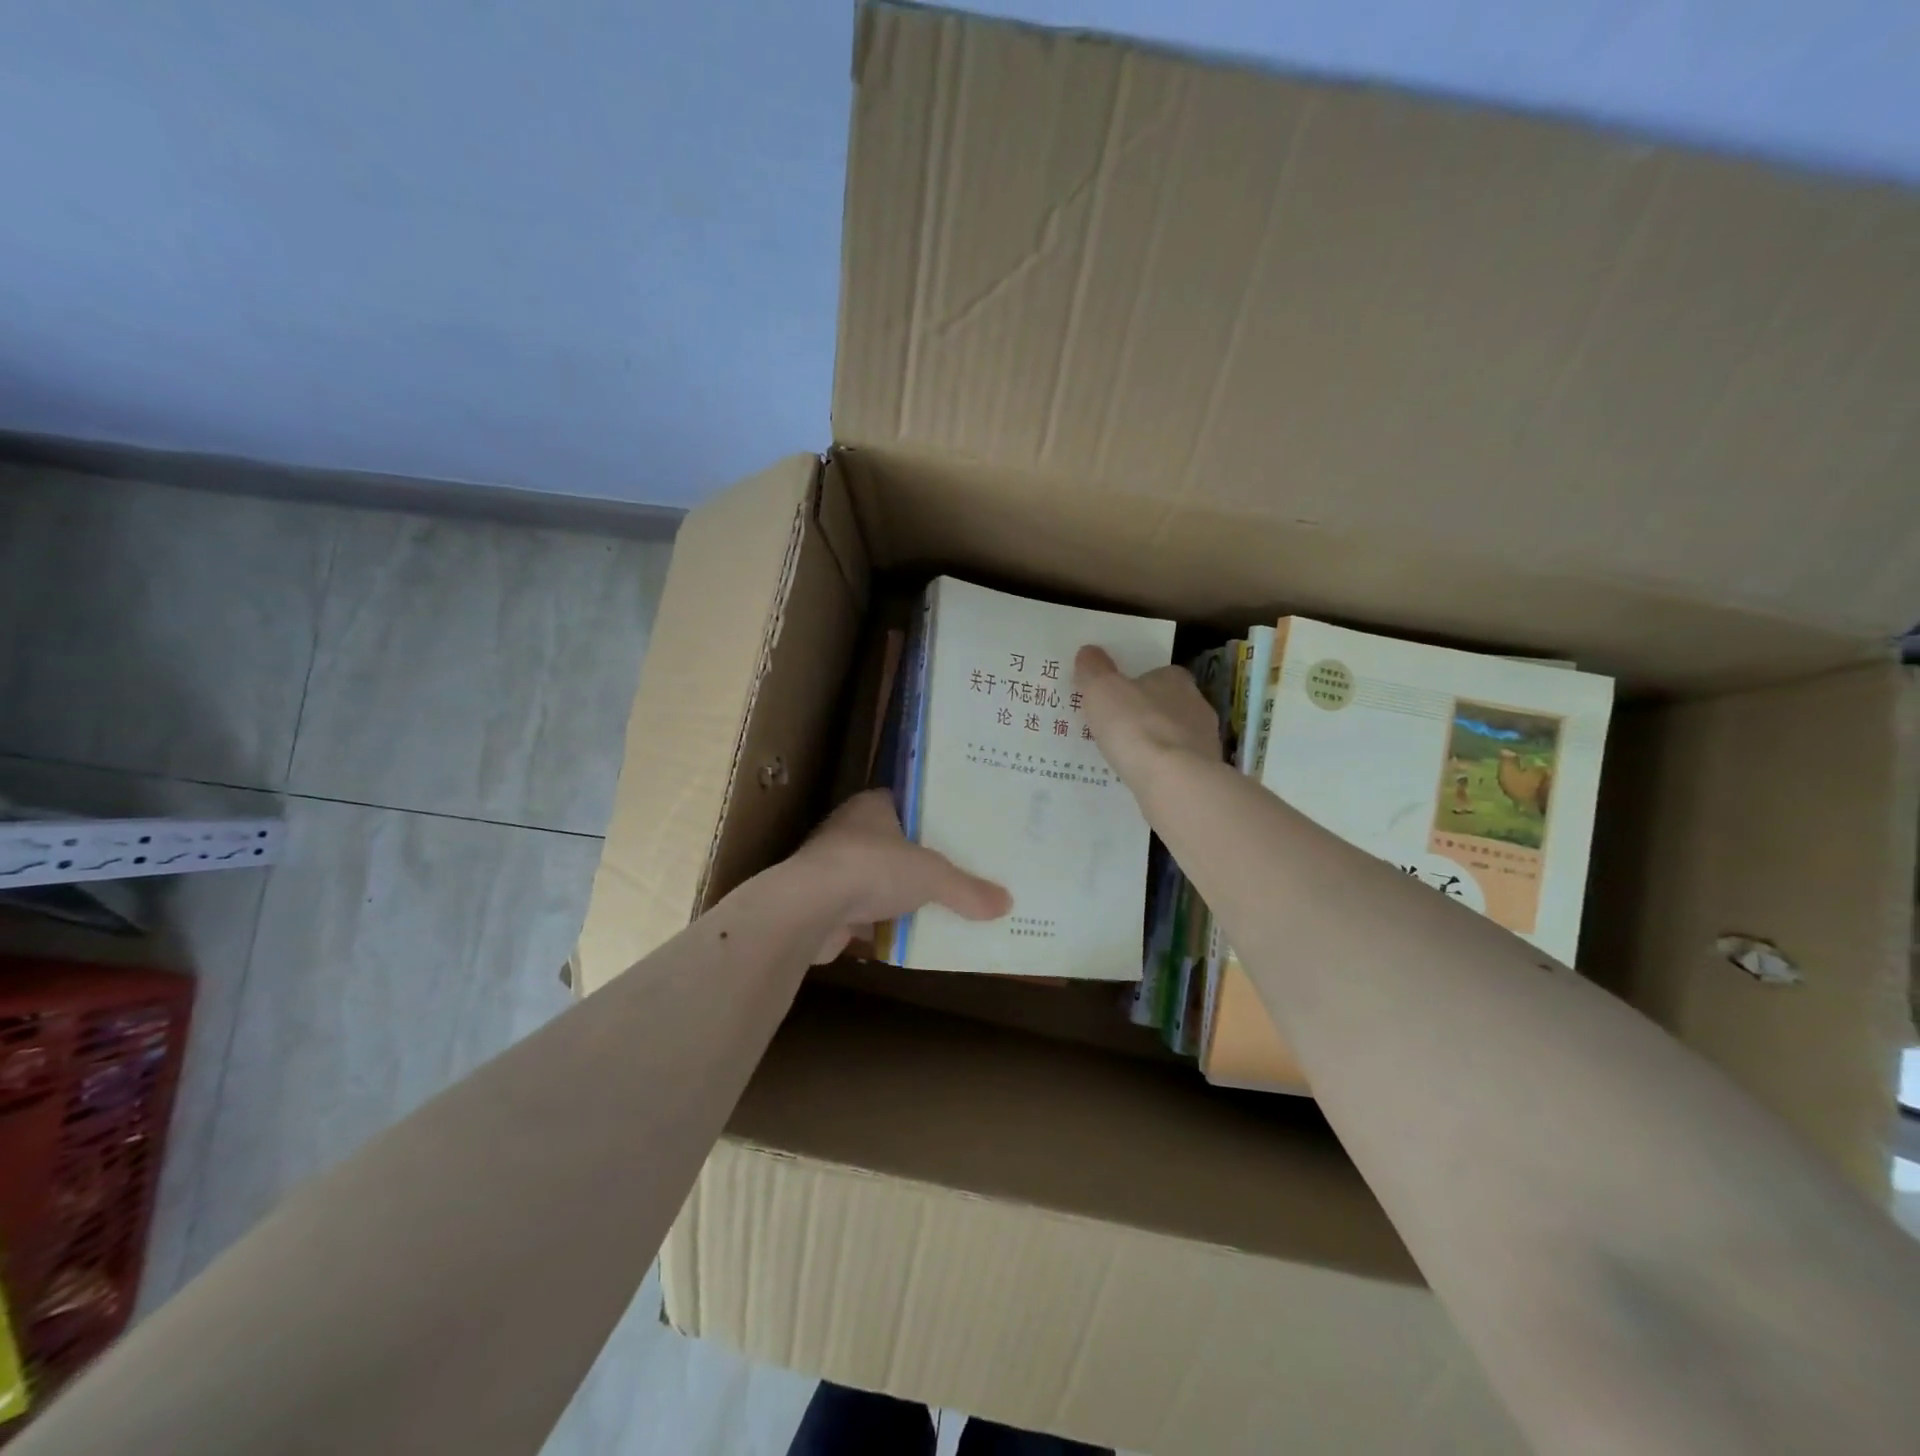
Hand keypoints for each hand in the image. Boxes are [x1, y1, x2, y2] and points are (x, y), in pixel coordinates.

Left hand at [789, 789, 1011, 962]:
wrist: (809, 909)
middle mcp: (850, 831)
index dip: (934, 816)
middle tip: (962, 871)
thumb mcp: (933, 875)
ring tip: (944, 907)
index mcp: (872, 806)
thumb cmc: (872, 868)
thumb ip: (967, 889)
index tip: (963, 830)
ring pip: (880, 881)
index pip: (908, 803)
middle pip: (896, 844)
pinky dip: (885, 926)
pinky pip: (867, 914)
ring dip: (903, 896)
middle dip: (922, 861)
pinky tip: (912, 937)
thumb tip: (1006, 904)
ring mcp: (835, 869)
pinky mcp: (826, 906)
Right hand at [1074, 645, 1221, 789]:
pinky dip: (1163, 768)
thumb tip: (1088, 652)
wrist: (1173, 780)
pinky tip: (1143, 778)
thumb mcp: (1101, 690)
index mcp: (1175, 678)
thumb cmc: (1135, 726)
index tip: (1115, 698)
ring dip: (1156, 743)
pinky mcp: (1207, 771)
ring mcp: (1206, 739)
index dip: (1135, 684)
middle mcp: (1197, 704)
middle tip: (1116, 728)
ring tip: (1127, 758)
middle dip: (1145, 714)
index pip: (1157, 674)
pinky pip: (1178, 764)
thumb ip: (1093, 669)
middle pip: (1166, 705)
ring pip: (1174, 736)